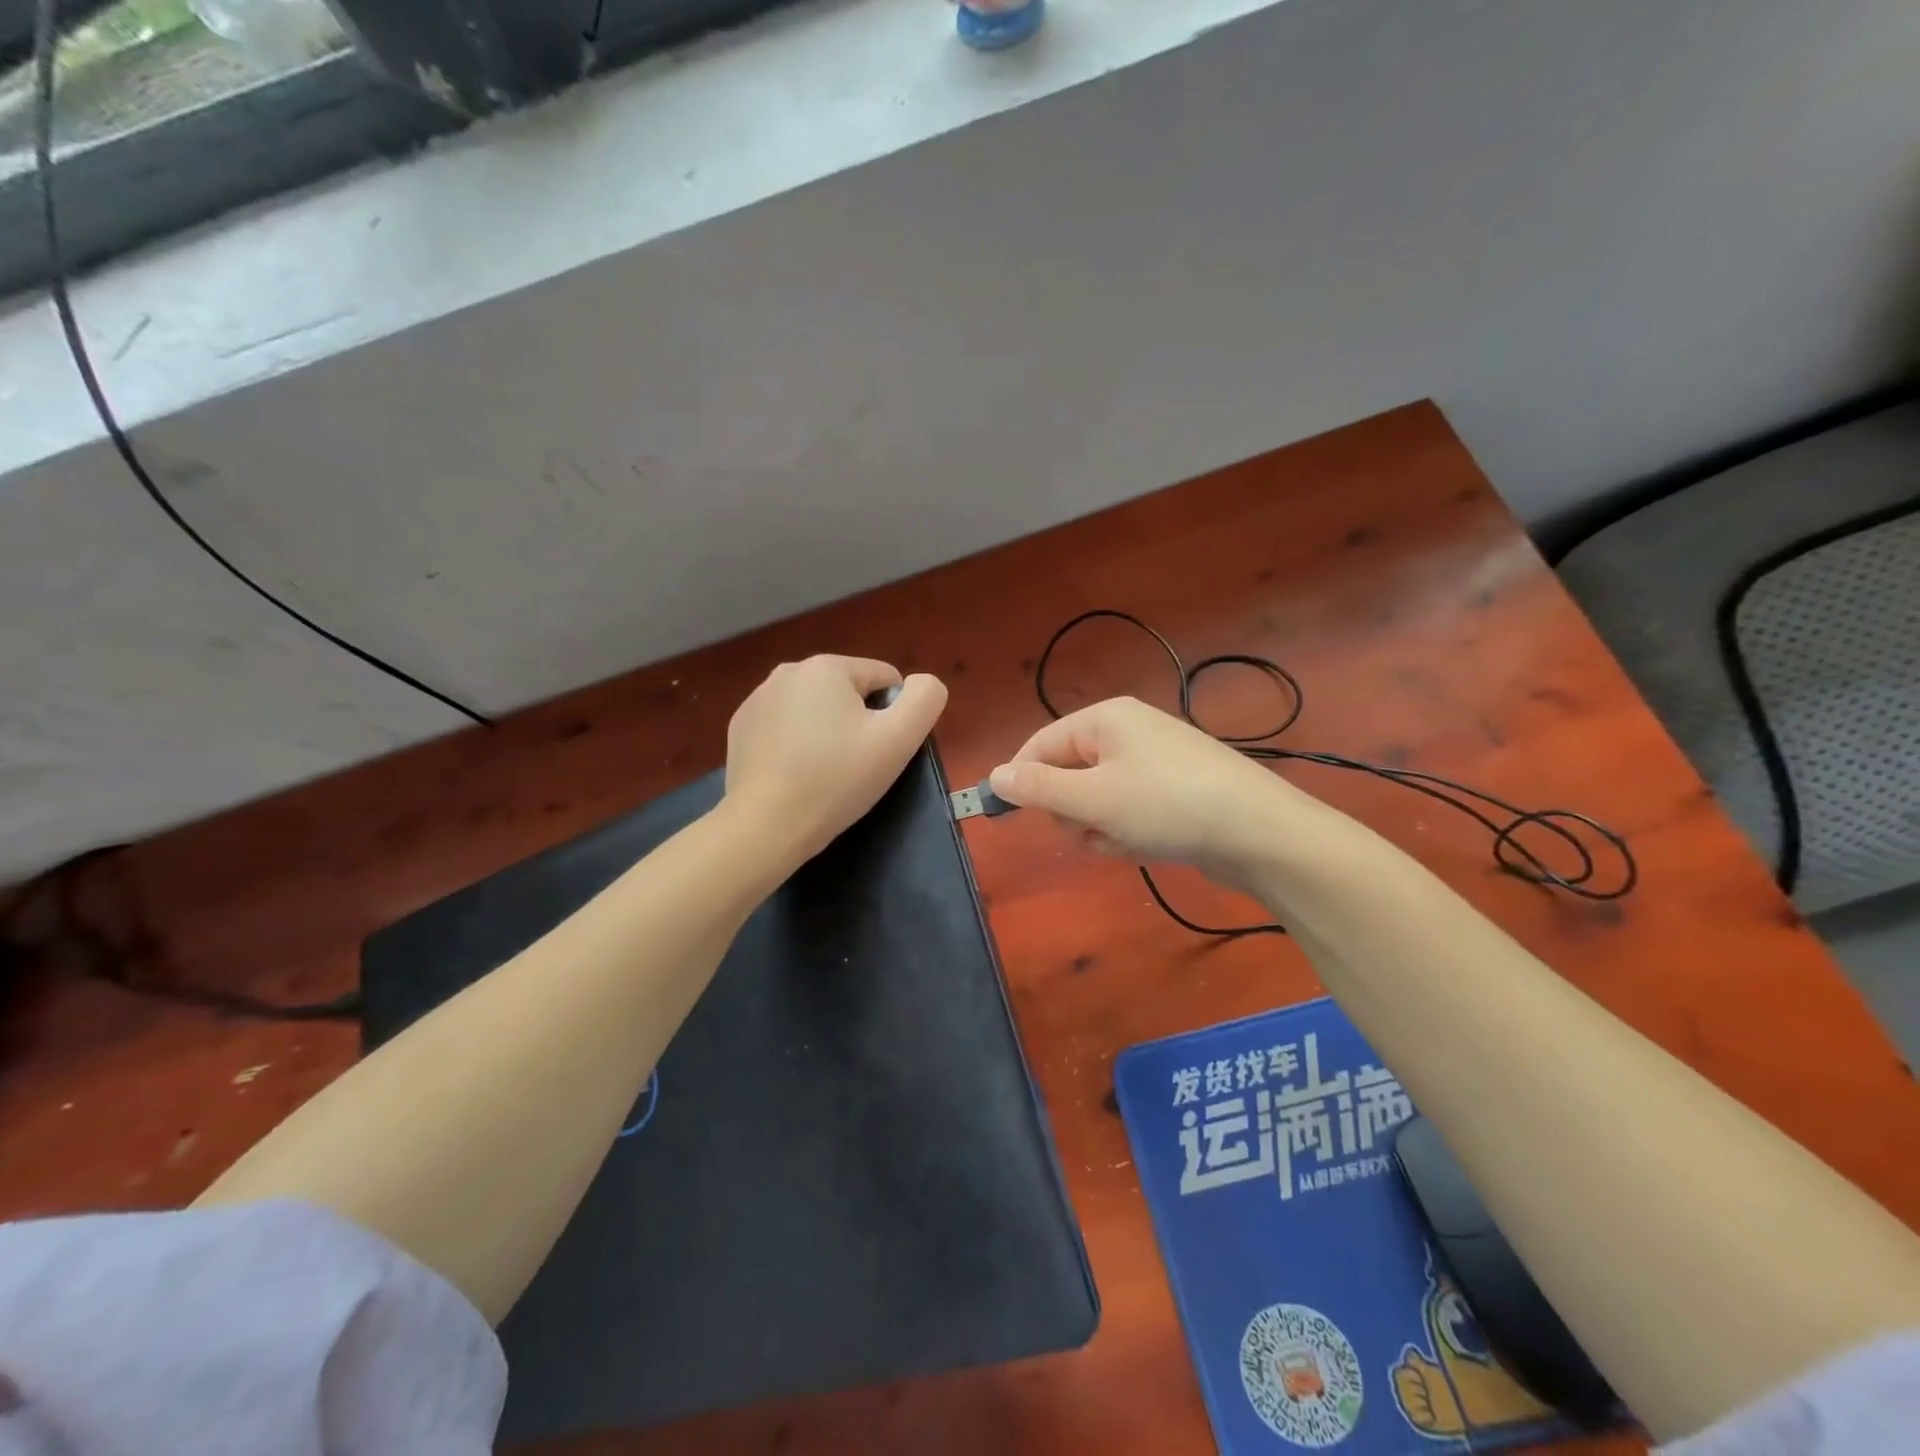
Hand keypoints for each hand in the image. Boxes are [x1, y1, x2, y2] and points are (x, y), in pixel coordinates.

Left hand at [724, 656, 947, 866]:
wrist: (767, 825)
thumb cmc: (837, 779)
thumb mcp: (899, 739)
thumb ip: (925, 699)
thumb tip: (922, 683)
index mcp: (827, 666)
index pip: (885, 680)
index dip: (893, 717)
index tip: (879, 751)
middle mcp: (788, 670)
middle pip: (849, 692)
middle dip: (858, 722)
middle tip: (854, 765)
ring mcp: (758, 698)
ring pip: (816, 709)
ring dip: (827, 732)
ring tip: (824, 773)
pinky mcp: (741, 727)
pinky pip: (785, 726)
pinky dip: (796, 743)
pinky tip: (795, 774)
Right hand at [988, 697, 1327, 886]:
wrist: (1259, 833)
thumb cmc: (1166, 805)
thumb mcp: (1093, 799)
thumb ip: (1039, 789)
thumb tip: (994, 776)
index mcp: (1105, 719)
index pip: (1041, 744)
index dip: (1022, 780)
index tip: (1008, 817)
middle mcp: (1127, 731)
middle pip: (1068, 772)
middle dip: (1072, 809)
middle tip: (1091, 828)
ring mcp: (1153, 761)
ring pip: (1096, 798)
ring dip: (1100, 826)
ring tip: (1125, 839)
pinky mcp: (1173, 790)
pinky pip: (1127, 809)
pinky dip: (1127, 830)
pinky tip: (1146, 845)